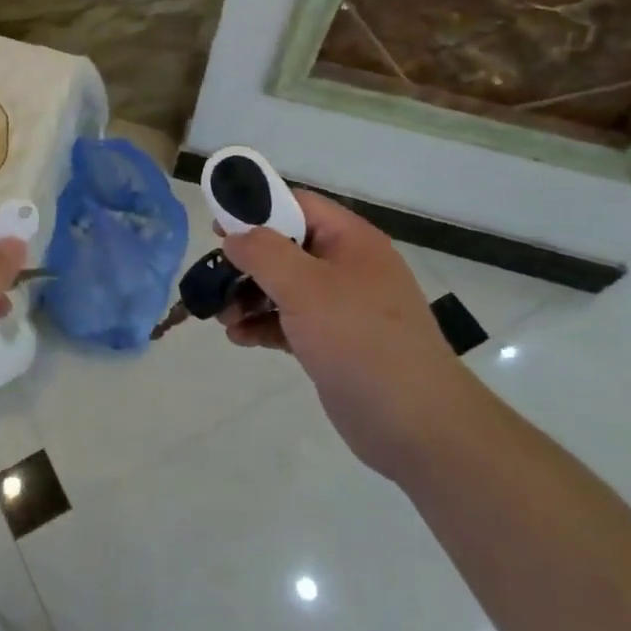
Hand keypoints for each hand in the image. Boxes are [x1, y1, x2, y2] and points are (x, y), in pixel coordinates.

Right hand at [219, 191, 468, 477]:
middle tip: (214, 276)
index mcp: (351, 241)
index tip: (218, 226)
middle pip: (286, 247)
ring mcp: (343, 307)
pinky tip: (239, 338)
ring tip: (221, 316)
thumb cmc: (359, 340)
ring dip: (249, 296)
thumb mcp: (305, 287)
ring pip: (285, 287)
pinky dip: (263, 325)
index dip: (256, 208)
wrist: (416, 425)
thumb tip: (234, 236)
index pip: (298, 204)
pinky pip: (290, 321)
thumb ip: (263, 252)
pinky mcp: (335, 343)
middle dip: (247, 262)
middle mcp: (348, 267)